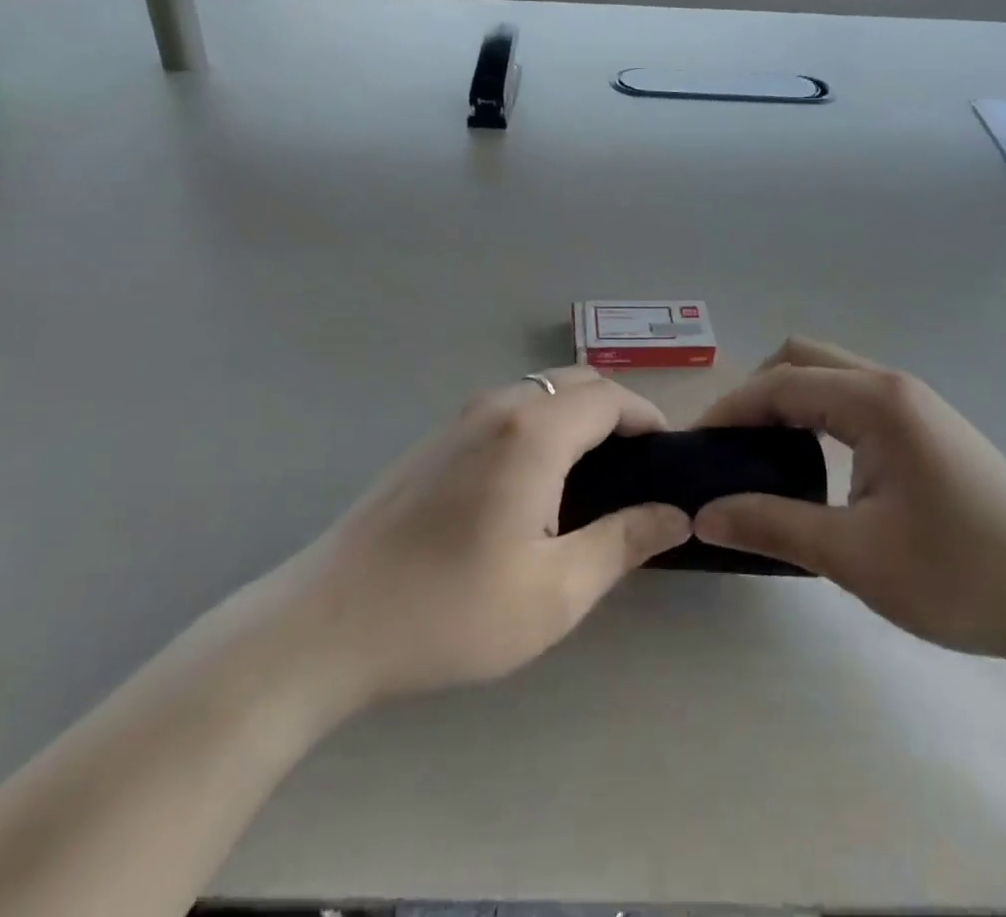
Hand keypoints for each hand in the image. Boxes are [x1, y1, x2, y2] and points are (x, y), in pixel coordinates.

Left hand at [235, 366, 689, 713]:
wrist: (330, 621)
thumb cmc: (451, 610)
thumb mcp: (554, 591)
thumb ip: (622, 542)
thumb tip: (675, 514)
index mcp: (533, 431)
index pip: (610, 397)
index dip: (647, 418)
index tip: (668, 459)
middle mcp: (498, 406)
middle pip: (576, 383)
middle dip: (616, 413)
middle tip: (637, 471)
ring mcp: (460, 417)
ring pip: (540, 392)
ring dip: (577, 417)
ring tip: (593, 480)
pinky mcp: (435, 438)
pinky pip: (507, 410)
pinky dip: (541, 425)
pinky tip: (535, 484)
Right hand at [693, 338, 1005, 689]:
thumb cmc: (963, 576)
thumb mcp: (856, 557)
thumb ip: (772, 526)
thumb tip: (703, 515)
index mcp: (875, 402)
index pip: (779, 384)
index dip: (729, 410)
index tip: (694, 449)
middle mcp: (892, 385)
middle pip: (801, 360)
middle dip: (755, 394)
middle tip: (728, 448)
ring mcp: (915, 403)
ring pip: (829, 375)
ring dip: (787, 401)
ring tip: (760, 454)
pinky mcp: (927, 427)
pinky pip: (853, 399)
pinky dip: (817, 414)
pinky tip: (812, 460)